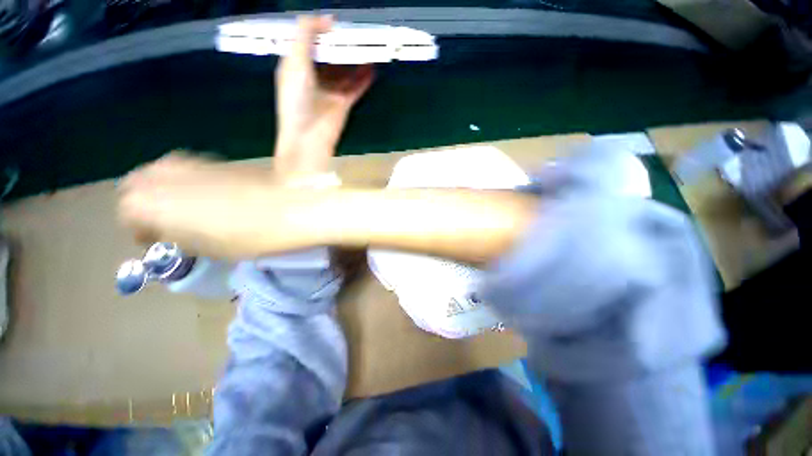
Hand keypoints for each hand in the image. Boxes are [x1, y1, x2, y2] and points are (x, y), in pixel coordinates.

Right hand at [118, 154, 312, 257]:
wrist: (289, 210)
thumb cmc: (248, 237)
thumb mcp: (204, 247)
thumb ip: (176, 234)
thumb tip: (166, 229)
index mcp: (151, 202)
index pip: (127, 211)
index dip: (141, 227)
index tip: (156, 238)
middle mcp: (164, 174)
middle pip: (138, 185)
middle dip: (147, 203)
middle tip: (168, 222)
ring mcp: (192, 163)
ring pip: (162, 173)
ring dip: (167, 190)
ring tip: (189, 210)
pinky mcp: (217, 161)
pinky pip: (189, 169)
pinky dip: (188, 182)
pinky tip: (209, 196)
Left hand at [274, 15, 373, 181]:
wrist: (308, 136)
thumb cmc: (296, 98)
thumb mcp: (294, 60)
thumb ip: (306, 33)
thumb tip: (329, 18)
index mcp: (297, 65)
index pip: (310, 42)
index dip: (321, 30)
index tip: (337, 22)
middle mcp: (314, 77)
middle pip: (330, 56)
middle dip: (342, 45)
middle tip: (357, 32)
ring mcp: (330, 91)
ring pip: (345, 72)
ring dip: (355, 61)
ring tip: (369, 47)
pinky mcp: (344, 104)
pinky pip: (355, 88)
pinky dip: (363, 80)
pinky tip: (372, 69)